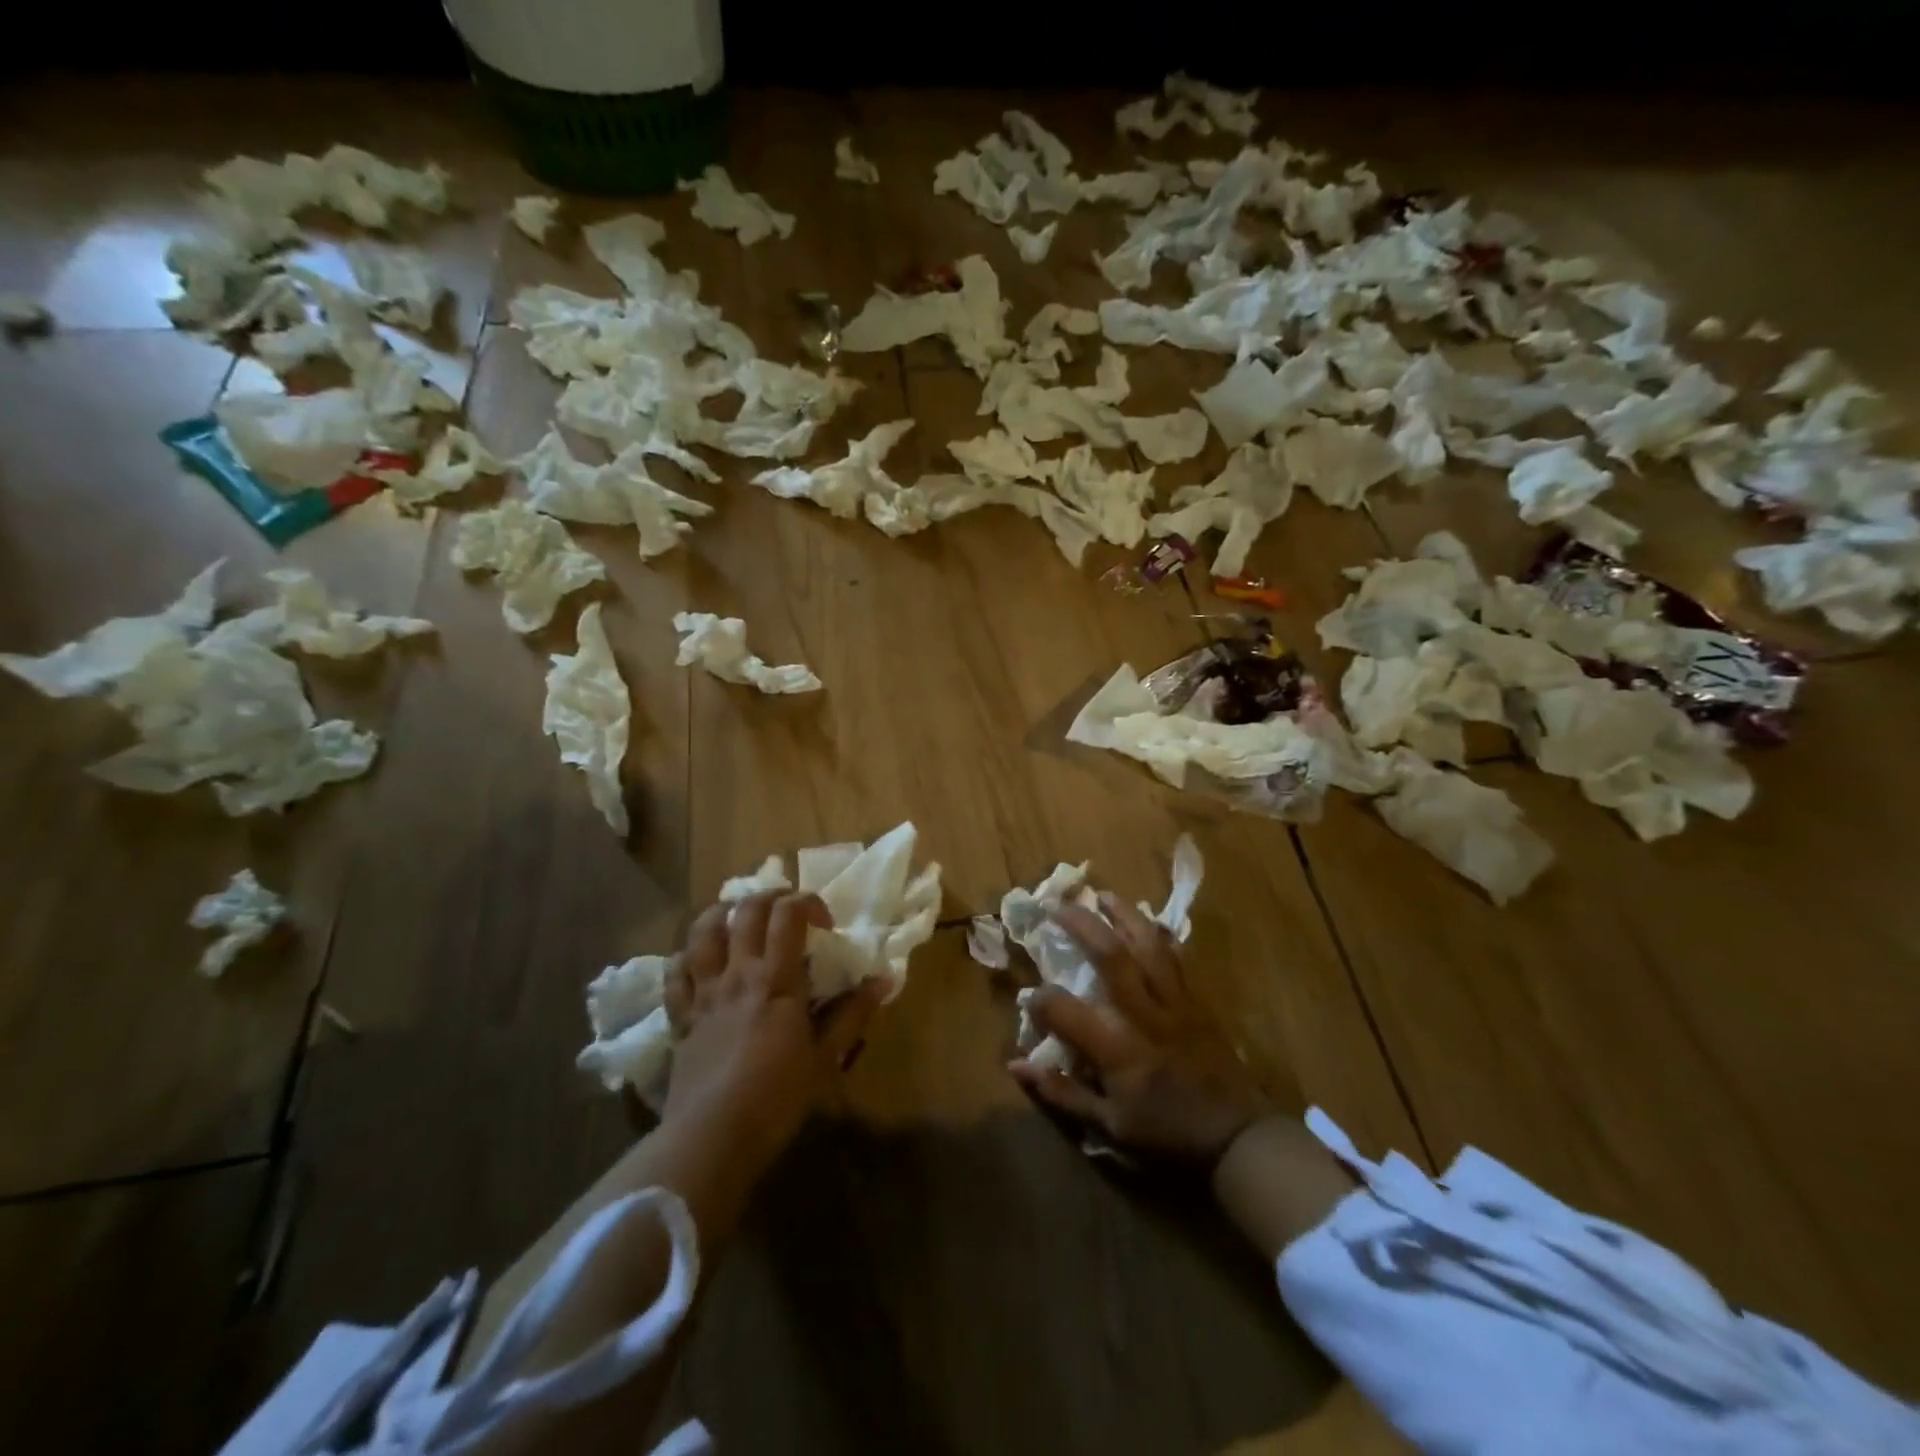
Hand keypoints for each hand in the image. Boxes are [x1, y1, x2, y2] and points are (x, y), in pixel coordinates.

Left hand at [661, 891, 883, 1174]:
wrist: (712, 1138)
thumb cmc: (777, 1098)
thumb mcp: (825, 1059)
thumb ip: (852, 1014)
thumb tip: (884, 980)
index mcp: (776, 979)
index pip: (788, 914)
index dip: (807, 902)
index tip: (824, 924)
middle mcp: (737, 974)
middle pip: (745, 911)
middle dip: (769, 897)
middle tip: (786, 910)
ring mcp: (704, 993)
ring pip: (703, 932)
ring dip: (721, 914)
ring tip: (737, 918)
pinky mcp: (680, 1018)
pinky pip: (675, 974)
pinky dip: (686, 958)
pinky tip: (698, 962)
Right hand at [1008, 892, 1272, 1164]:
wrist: (1236, 1135)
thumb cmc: (1167, 1132)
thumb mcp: (1109, 1126)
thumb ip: (1062, 1093)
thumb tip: (1016, 1066)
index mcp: (1116, 1048)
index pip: (1065, 1010)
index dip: (1040, 1000)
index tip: (1029, 998)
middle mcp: (1143, 1014)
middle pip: (1111, 955)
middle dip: (1082, 925)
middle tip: (1058, 906)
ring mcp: (1173, 1001)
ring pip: (1148, 944)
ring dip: (1123, 914)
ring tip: (1102, 895)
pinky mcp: (1196, 998)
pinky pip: (1177, 956)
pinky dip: (1159, 933)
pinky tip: (1146, 920)